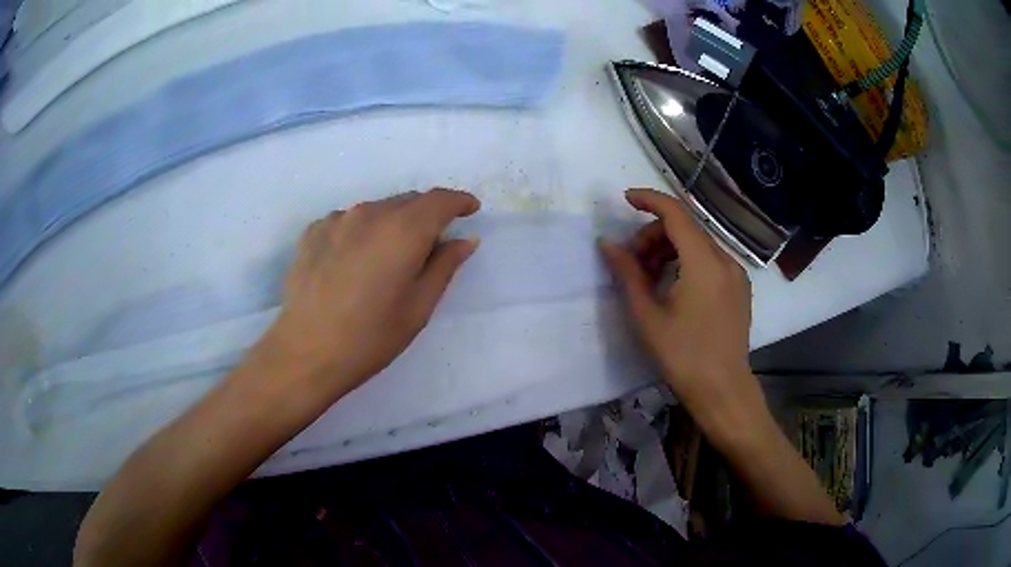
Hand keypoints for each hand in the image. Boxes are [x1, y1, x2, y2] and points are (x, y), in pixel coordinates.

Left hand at [262, 189, 480, 397]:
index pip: (439, 200)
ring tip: (387, 258)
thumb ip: (444, 266)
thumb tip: (464, 239)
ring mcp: (337, 219)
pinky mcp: (313, 230)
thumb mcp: (419, 307)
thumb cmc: (370, 337)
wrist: (306, 352)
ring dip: (392, 224)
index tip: (470, 210)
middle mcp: (369, 213)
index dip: (459, 202)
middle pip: (408, 201)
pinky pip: (348, 221)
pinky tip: (354, 262)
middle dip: (426, 215)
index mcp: (403, 230)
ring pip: (377, 210)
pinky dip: (362, 232)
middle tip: (430, 245)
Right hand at [600, 189, 764, 431]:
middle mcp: (725, 260)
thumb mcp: (647, 316)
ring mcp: (736, 274)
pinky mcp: (739, 288)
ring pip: (698, 245)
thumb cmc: (682, 356)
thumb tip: (607, 244)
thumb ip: (627, 274)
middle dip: (654, 236)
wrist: (723, 390)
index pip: (676, 214)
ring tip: (650, 279)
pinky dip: (688, 262)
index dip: (649, 200)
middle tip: (632, 264)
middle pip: (686, 229)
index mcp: (704, 263)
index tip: (625, 199)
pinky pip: (710, 261)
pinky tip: (674, 287)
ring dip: (670, 250)